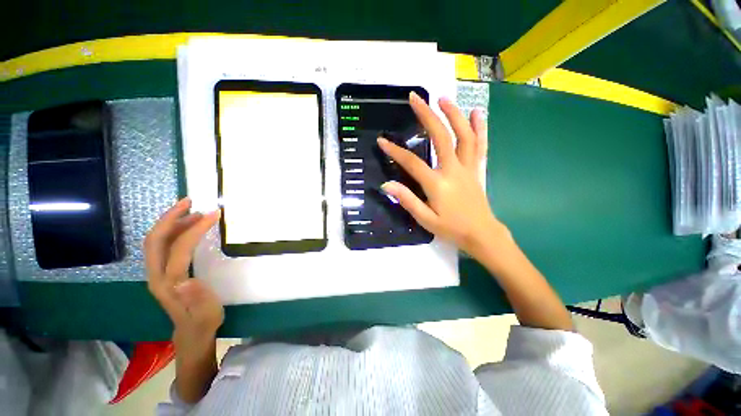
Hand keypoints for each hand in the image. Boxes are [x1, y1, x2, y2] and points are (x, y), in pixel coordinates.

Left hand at [144, 197, 223, 357]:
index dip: (194, 229)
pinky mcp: (162, 271)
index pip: (177, 248)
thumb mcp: (207, 313)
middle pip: (155, 240)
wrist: (191, 333)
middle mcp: (156, 275)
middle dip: (170, 217)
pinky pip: (162, 246)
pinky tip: (187, 227)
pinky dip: (173, 231)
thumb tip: (186, 280)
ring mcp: (156, 273)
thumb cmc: (203, 321)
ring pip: (156, 241)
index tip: (214, 214)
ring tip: (193, 211)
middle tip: (190, 201)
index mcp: (169, 284)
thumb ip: (197, 298)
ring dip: (171, 222)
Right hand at [378, 93, 506, 254]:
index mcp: (437, 183)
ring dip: (453, 114)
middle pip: (441, 137)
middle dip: (427, 115)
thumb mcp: (425, 219)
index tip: (382, 141)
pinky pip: (480, 145)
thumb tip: (386, 185)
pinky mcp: (477, 169)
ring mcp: (468, 167)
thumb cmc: (452, 228)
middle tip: (416, 98)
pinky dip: (479, 127)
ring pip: (463, 135)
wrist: (481, 234)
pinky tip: (477, 113)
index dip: (395, 151)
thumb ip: (407, 200)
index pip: (412, 162)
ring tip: (443, 98)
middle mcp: (453, 170)